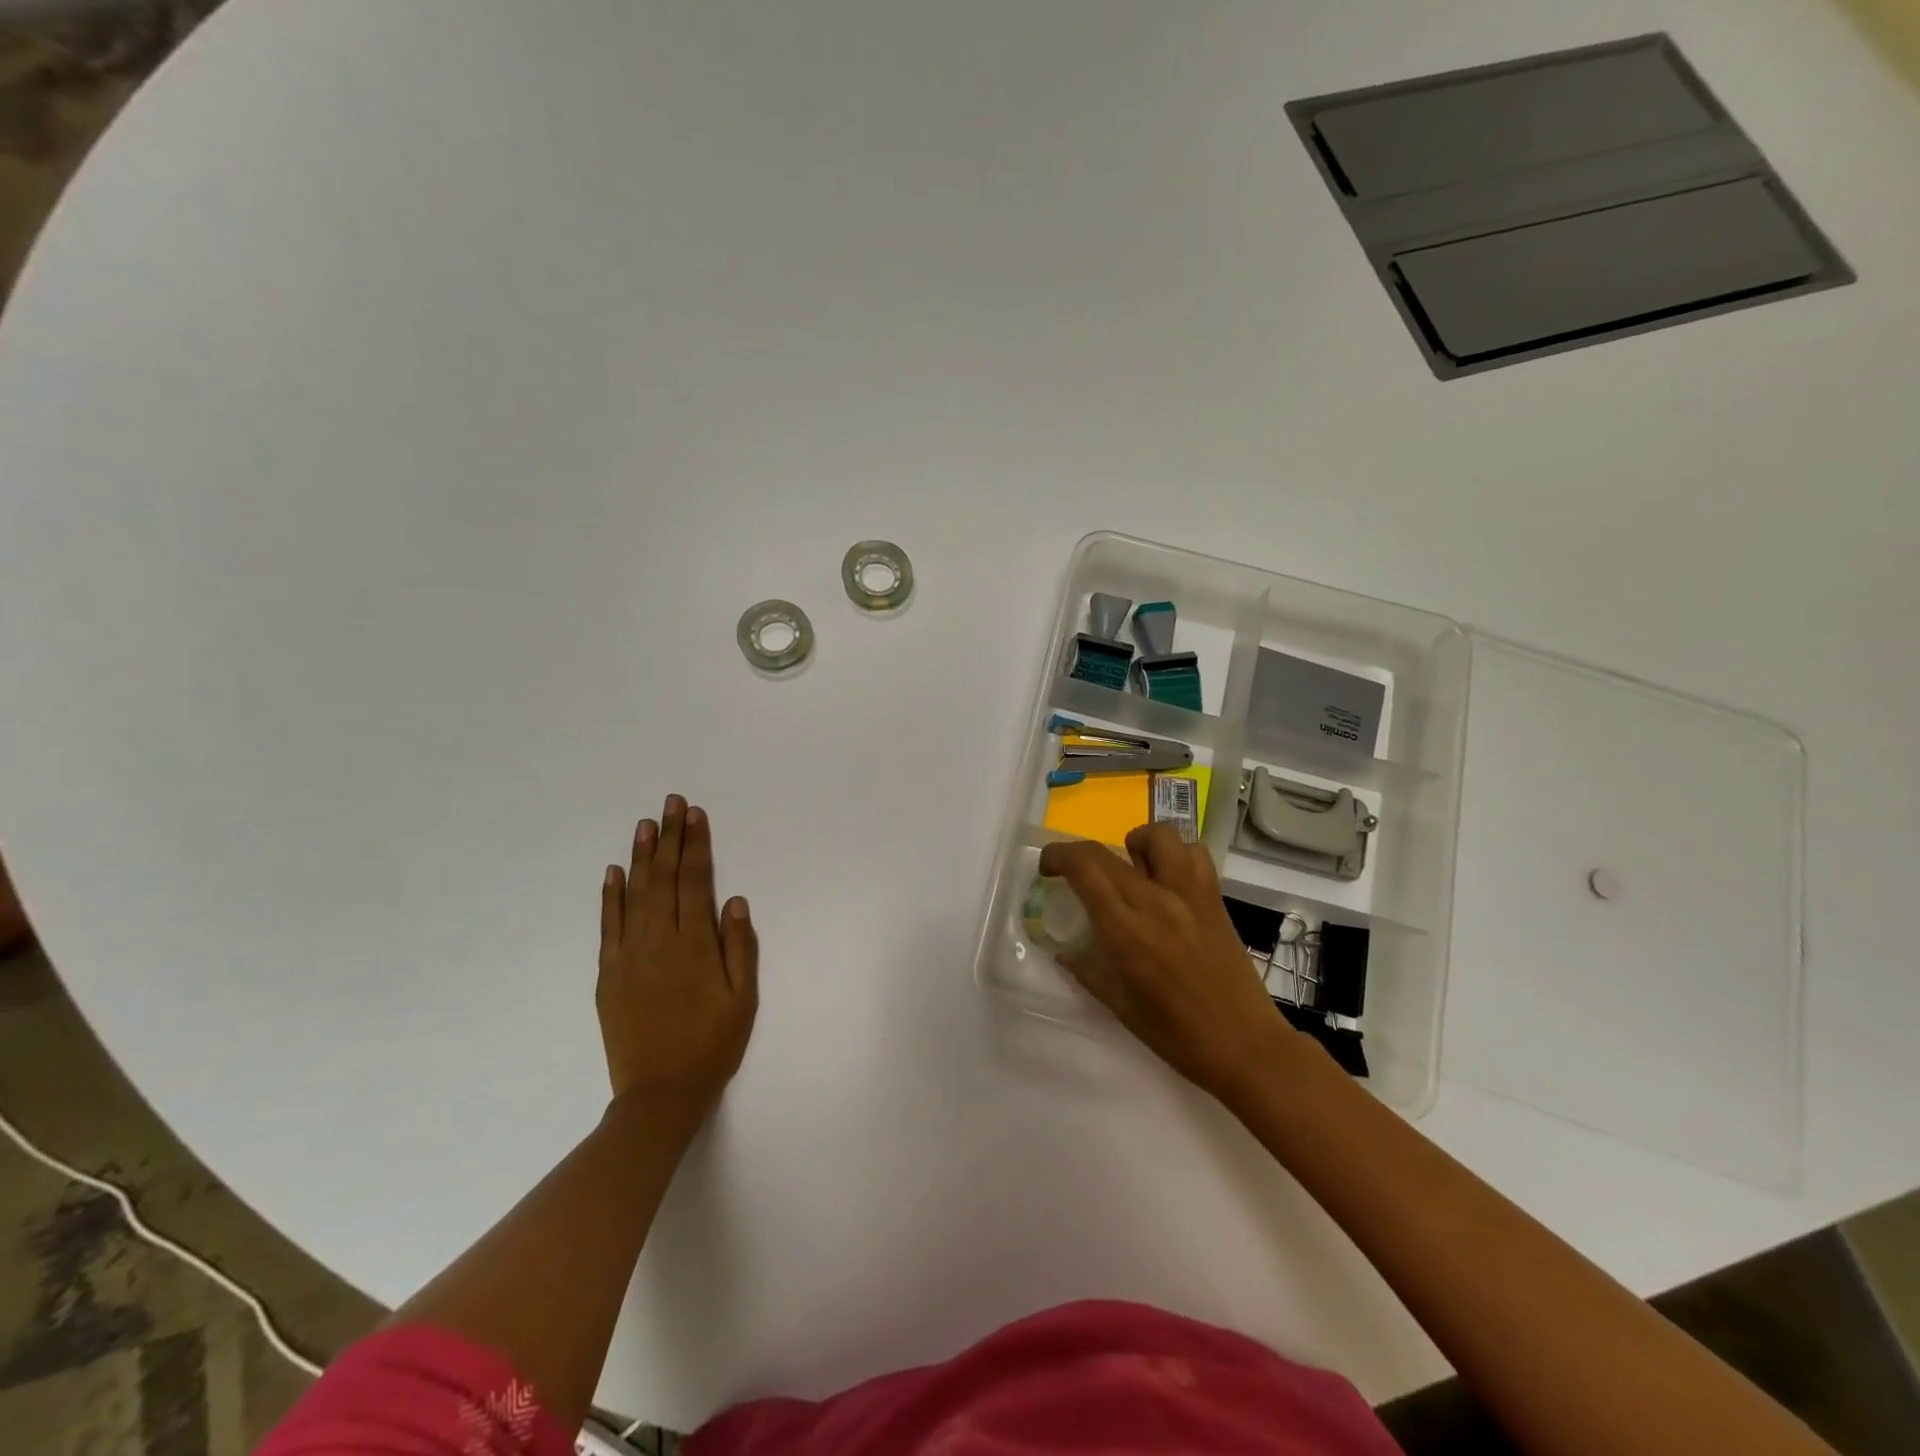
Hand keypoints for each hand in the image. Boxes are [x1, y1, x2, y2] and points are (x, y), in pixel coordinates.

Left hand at [598, 795, 757, 1134]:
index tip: (695, 814)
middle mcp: (658, 941)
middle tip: (671, 803)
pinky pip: (608, 925)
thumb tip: (735, 901)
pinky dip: (610, 896)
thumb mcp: (743, 999)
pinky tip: (613, 872)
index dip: (696, 845)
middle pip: (663, 878)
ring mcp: (628, 955)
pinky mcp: (608, 973)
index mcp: (694, 945)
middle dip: (669, 837)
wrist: (659, 1094)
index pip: (695, 881)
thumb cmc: (712, 1045)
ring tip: (644, 824)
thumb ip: (740, 947)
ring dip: (640, 856)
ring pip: (634, 894)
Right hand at [1037, 823, 1309, 1103]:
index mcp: (1125, 929)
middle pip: (1107, 850)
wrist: (1245, 1045)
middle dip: (1080, 854)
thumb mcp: (1119, 1005)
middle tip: (1076, 874)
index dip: (1057, 855)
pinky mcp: (1215, 898)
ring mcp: (1189, 894)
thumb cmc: (1176, 1034)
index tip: (1048, 868)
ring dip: (1136, 844)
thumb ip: (1087, 969)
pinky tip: (1168, 881)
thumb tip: (1065, 950)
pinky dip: (1176, 856)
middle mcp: (1155, 900)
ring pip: (1159, 836)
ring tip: (1131, 869)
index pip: (1083, 866)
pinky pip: (1194, 854)